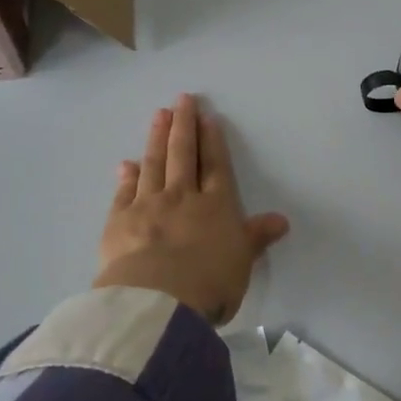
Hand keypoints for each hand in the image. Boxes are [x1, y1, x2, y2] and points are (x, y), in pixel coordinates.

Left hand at [94, 94, 290, 324]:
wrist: (158, 301)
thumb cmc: (210, 283)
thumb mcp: (242, 262)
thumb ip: (256, 237)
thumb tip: (281, 220)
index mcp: (215, 206)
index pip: (215, 166)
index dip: (212, 141)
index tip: (207, 117)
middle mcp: (181, 197)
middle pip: (182, 154)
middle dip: (183, 125)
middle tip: (181, 100)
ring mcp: (147, 205)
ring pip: (153, 164)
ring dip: (156, 138)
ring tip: (158, 115)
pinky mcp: (119, 221)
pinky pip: (124, 192)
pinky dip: (126, 176)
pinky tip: (126, 164)